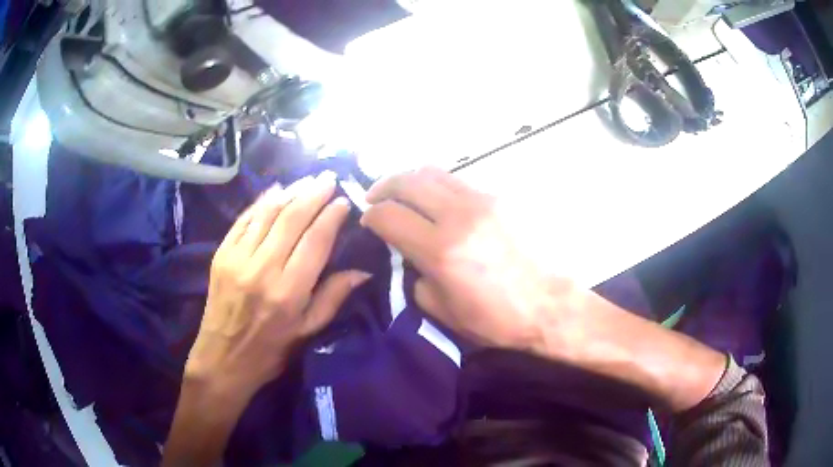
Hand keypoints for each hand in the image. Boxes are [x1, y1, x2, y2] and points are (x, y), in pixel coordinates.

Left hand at [187, 172, 369, 401]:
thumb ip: (333, 297)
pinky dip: (261, 202)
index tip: (344, 201)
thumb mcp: (307, 332)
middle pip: (292, 219)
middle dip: (313, 194)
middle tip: (329, 178)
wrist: (221, 359)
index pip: (315, 241)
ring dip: (290, 192)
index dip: (331, 216)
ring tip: (307, 180)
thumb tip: (363, 271)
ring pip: (268, 213)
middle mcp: (263, 269)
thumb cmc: (270, 351)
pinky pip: (244, 220)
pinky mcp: (221, 254)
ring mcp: (238, 258)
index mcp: (289, 292)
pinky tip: (275, 191)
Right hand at [360, 167, 571, 352]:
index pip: (388, 215)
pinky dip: (440, 187)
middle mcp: (458, 215)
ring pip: (434, 172)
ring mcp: (483, 200)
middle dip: (383, 186)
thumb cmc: (497, 318)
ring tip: (405, 193)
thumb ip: (416, 278)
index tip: (368, 222)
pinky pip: (460, 182)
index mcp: (440, 249)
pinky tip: (441, 204)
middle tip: (376, 198)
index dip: (370, 216)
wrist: (550, 304)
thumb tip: (410, 255)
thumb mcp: (443, 311)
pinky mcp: (502, 198)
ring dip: (411, 180)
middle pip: (407, 181)